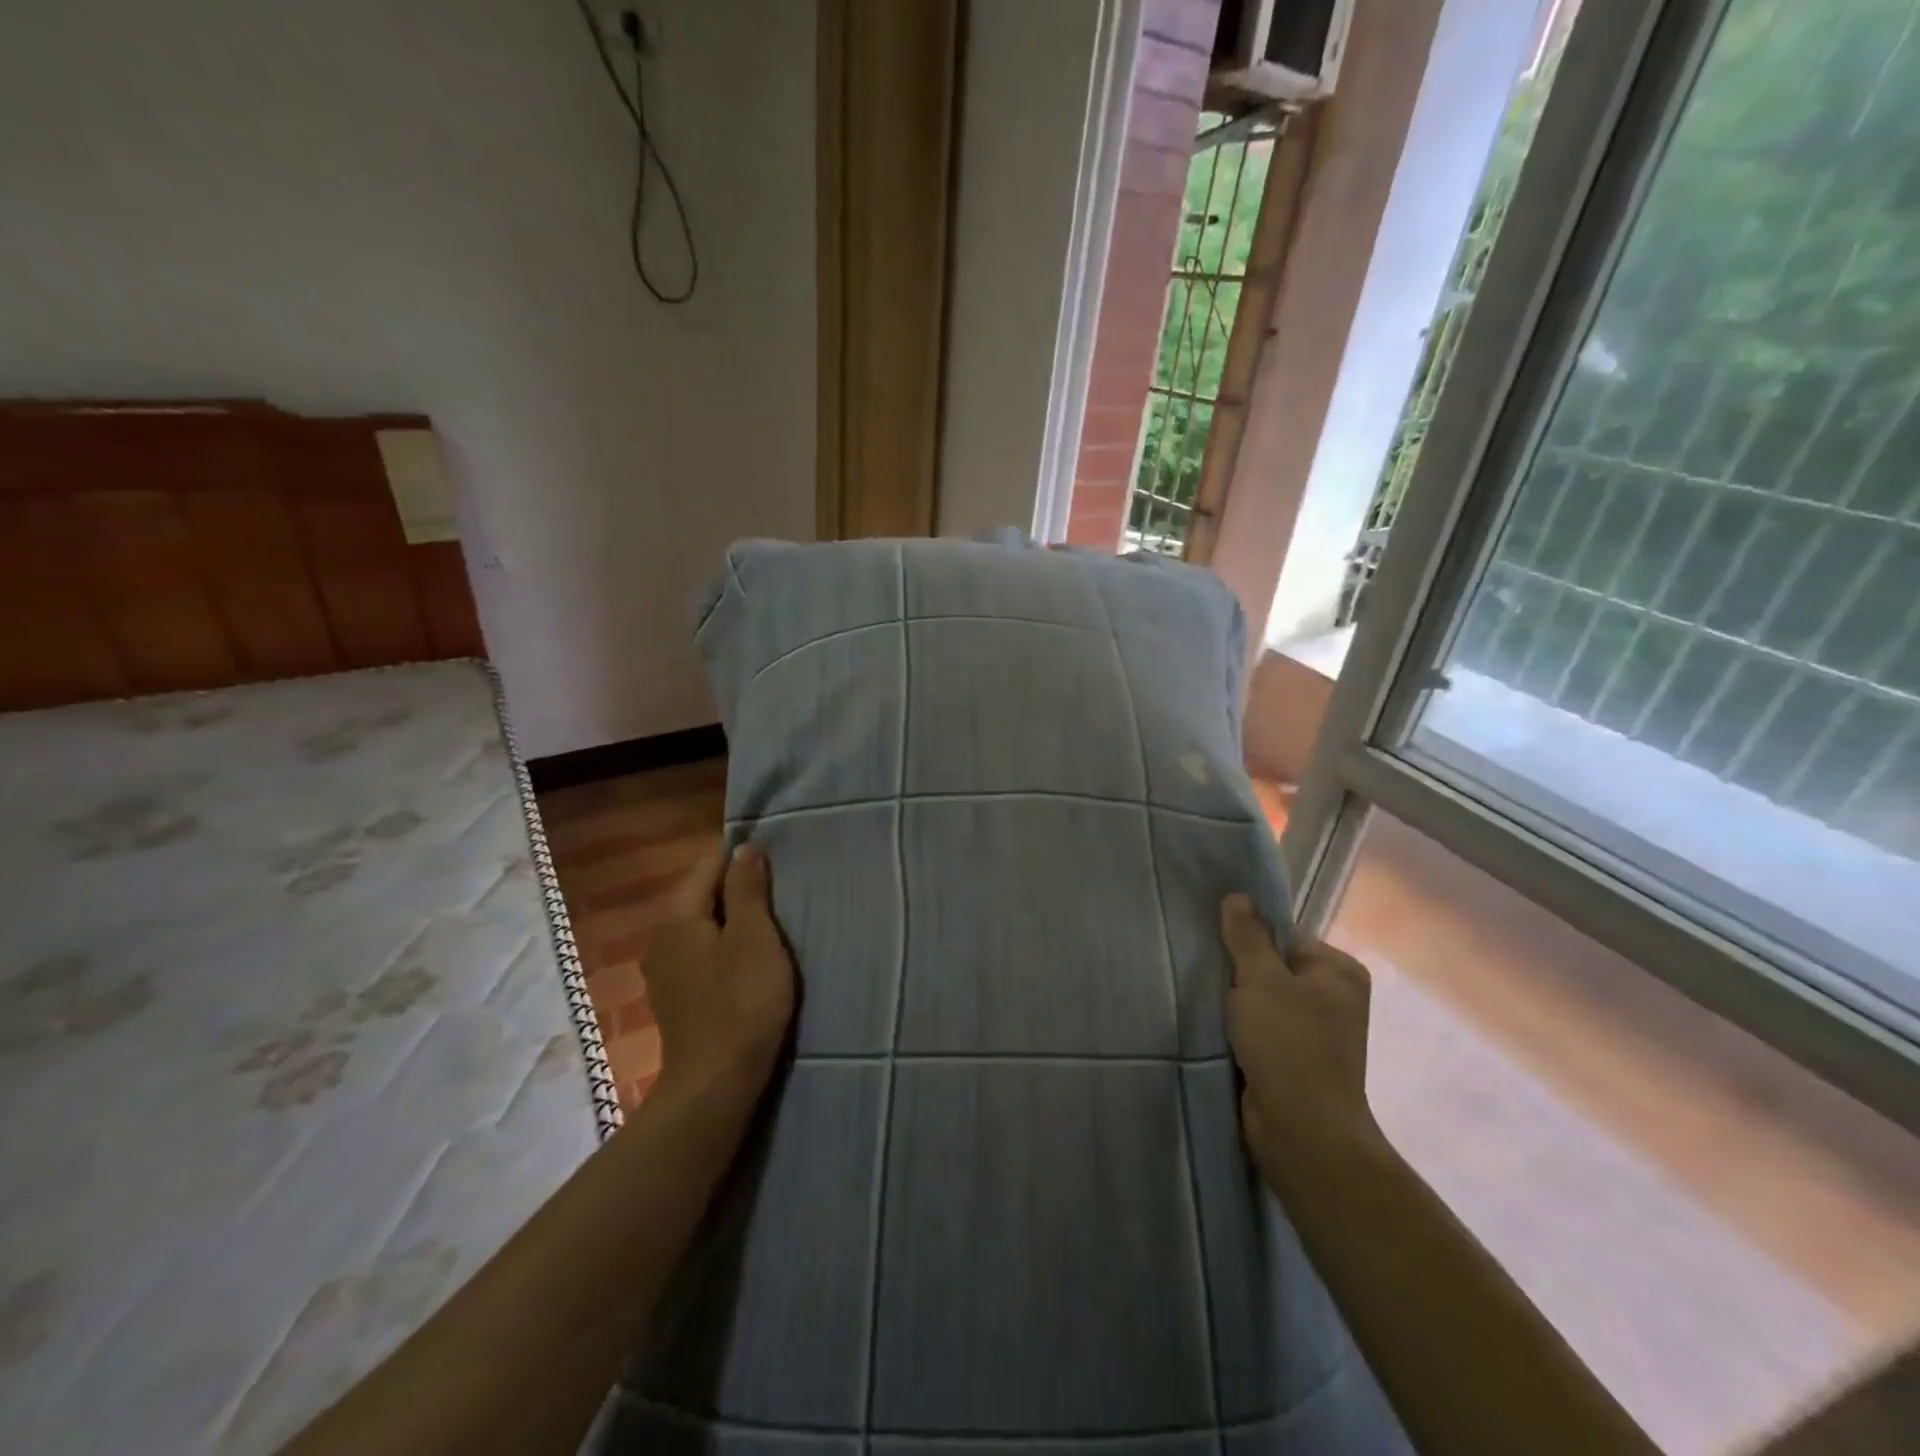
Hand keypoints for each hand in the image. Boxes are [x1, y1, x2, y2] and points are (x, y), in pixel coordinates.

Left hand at [642, 843, 795, 1098]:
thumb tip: (744, 847)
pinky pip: (702, 953)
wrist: (716, 1083)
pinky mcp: (677, 996)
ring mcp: (665, 969)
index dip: (742, 858)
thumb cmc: (742, 1001)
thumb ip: (747, 889)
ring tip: (772, 926)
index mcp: (677, 915)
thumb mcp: (754, 937)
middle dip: (739, 890)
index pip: (708, 864)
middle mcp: (661, 936)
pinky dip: (725, 948)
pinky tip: (750, 961)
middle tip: (782, 895)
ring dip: (735, 921)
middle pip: (704, 894)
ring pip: (704, 926)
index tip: (778, 864)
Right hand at [1221, 895, 1380, 1193]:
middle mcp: (1335, 998)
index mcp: (1339, 970)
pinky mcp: (1297, 1061)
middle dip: (1240, 973)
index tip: (1217, 948)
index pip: (1284, 936)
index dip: (1249, 940)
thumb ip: (1247, 936)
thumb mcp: (1261, 979)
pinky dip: (1240, 1029)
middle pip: (1273, 967)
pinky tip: (1217, 1030)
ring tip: (1208, 1002)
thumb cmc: (1288, 1043)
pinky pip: (1262, 1030)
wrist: (1302, 1129)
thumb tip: (1238, 896)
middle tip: (1208, 974)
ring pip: (1264, 1001)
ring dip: (1236, 1004)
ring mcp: (1318, 1033)